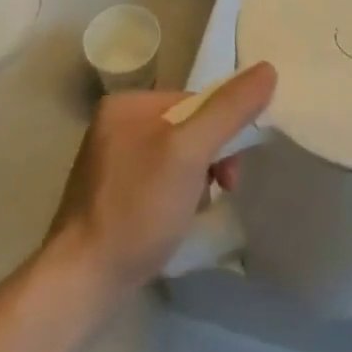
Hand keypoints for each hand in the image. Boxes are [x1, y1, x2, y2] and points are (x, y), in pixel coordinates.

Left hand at [47, 63, 276, 302]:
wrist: (83, 282)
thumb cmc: (138, 208)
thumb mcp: (190, 152)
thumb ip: (229, 110)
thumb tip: (268, 69)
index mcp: (126, 103)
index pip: (195, 101)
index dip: (221, 131)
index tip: (230, 172)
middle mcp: (114, 125)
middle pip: (186, 128)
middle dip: (210, 159)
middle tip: (221, 191)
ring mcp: (109, 162)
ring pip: (175, 158)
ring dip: (196, 180)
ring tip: (196, 211)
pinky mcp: (110, 196)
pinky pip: (157, 181)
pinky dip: (175, 198)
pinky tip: (176, 221)